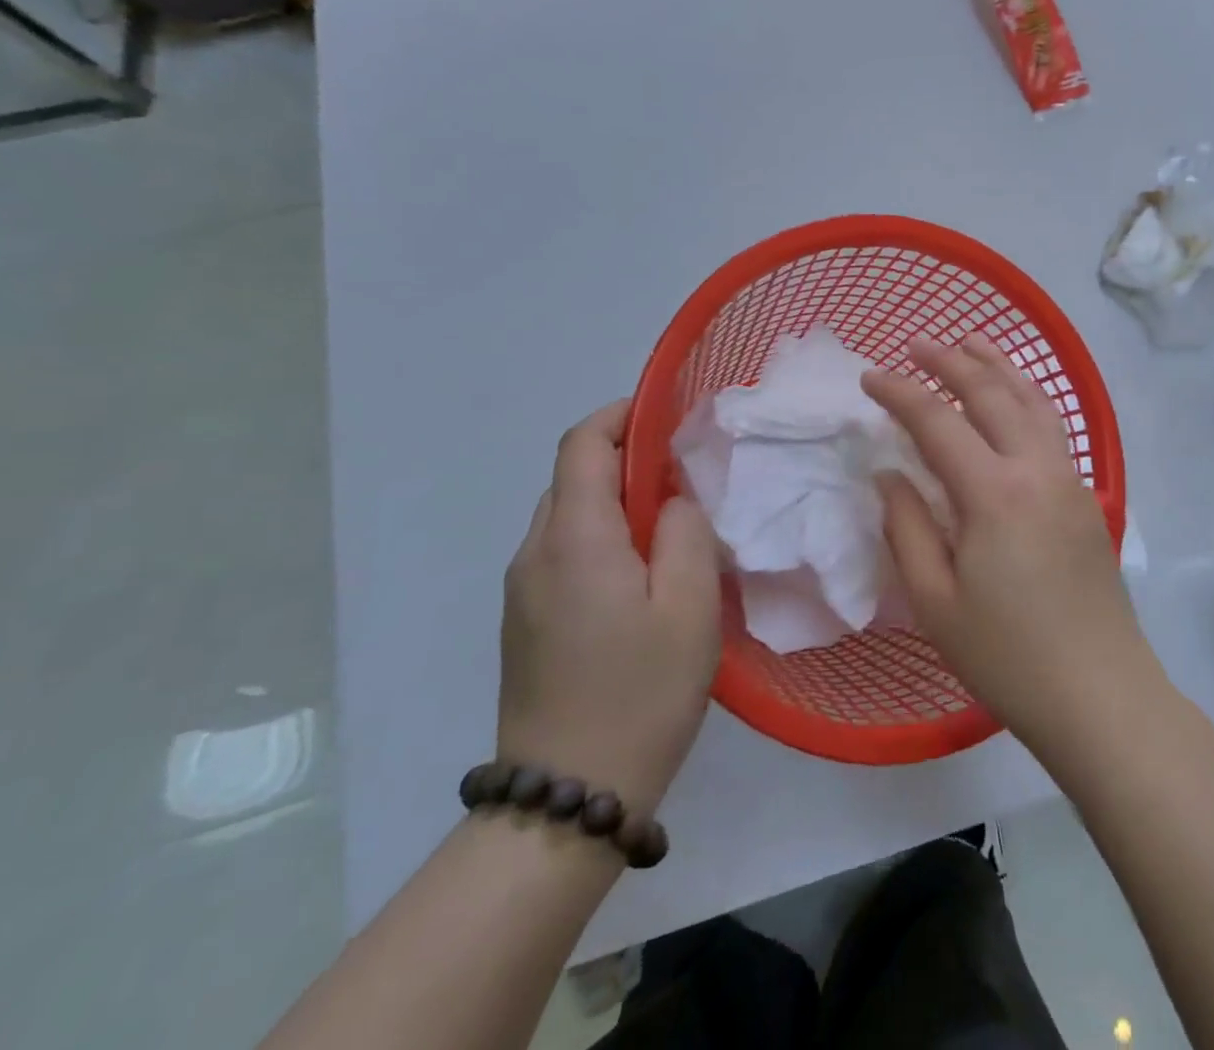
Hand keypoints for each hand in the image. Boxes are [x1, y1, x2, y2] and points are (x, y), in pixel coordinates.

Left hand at [498, 399, 721, 817]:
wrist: (567, 798)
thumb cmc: (641, 693)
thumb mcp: (690, 605)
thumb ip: (685, 531)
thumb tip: (670, 500)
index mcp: (575, 538)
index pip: (584, 443)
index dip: (623, 415)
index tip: (670, 415)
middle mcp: (535, 553)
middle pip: (574, 475)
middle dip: (627, 458)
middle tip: (686, 477)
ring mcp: (523, 590)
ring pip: (569, 514)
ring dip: (616, 500)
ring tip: (671, 525)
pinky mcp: (526, 621)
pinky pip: (563, 552)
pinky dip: (603, 536)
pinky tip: (643, 574)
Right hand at [861, 336, 1161, 758]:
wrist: (1100, 693)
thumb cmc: (1006, 656)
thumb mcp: (935, 600)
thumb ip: (906, 526)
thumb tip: (890, 473)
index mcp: (994, 492)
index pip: (938, 421)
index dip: (900, 393)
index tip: (869, 378)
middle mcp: (1036, 468)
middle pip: (992, 394)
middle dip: (951, 362)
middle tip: (917, 344)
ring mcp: (1068, 479)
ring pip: (1033, 401)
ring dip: (999, 366)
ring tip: (972, 342)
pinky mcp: (1085, 496)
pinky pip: (1052, 426)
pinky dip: (1027, 396)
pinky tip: (1015, 398)